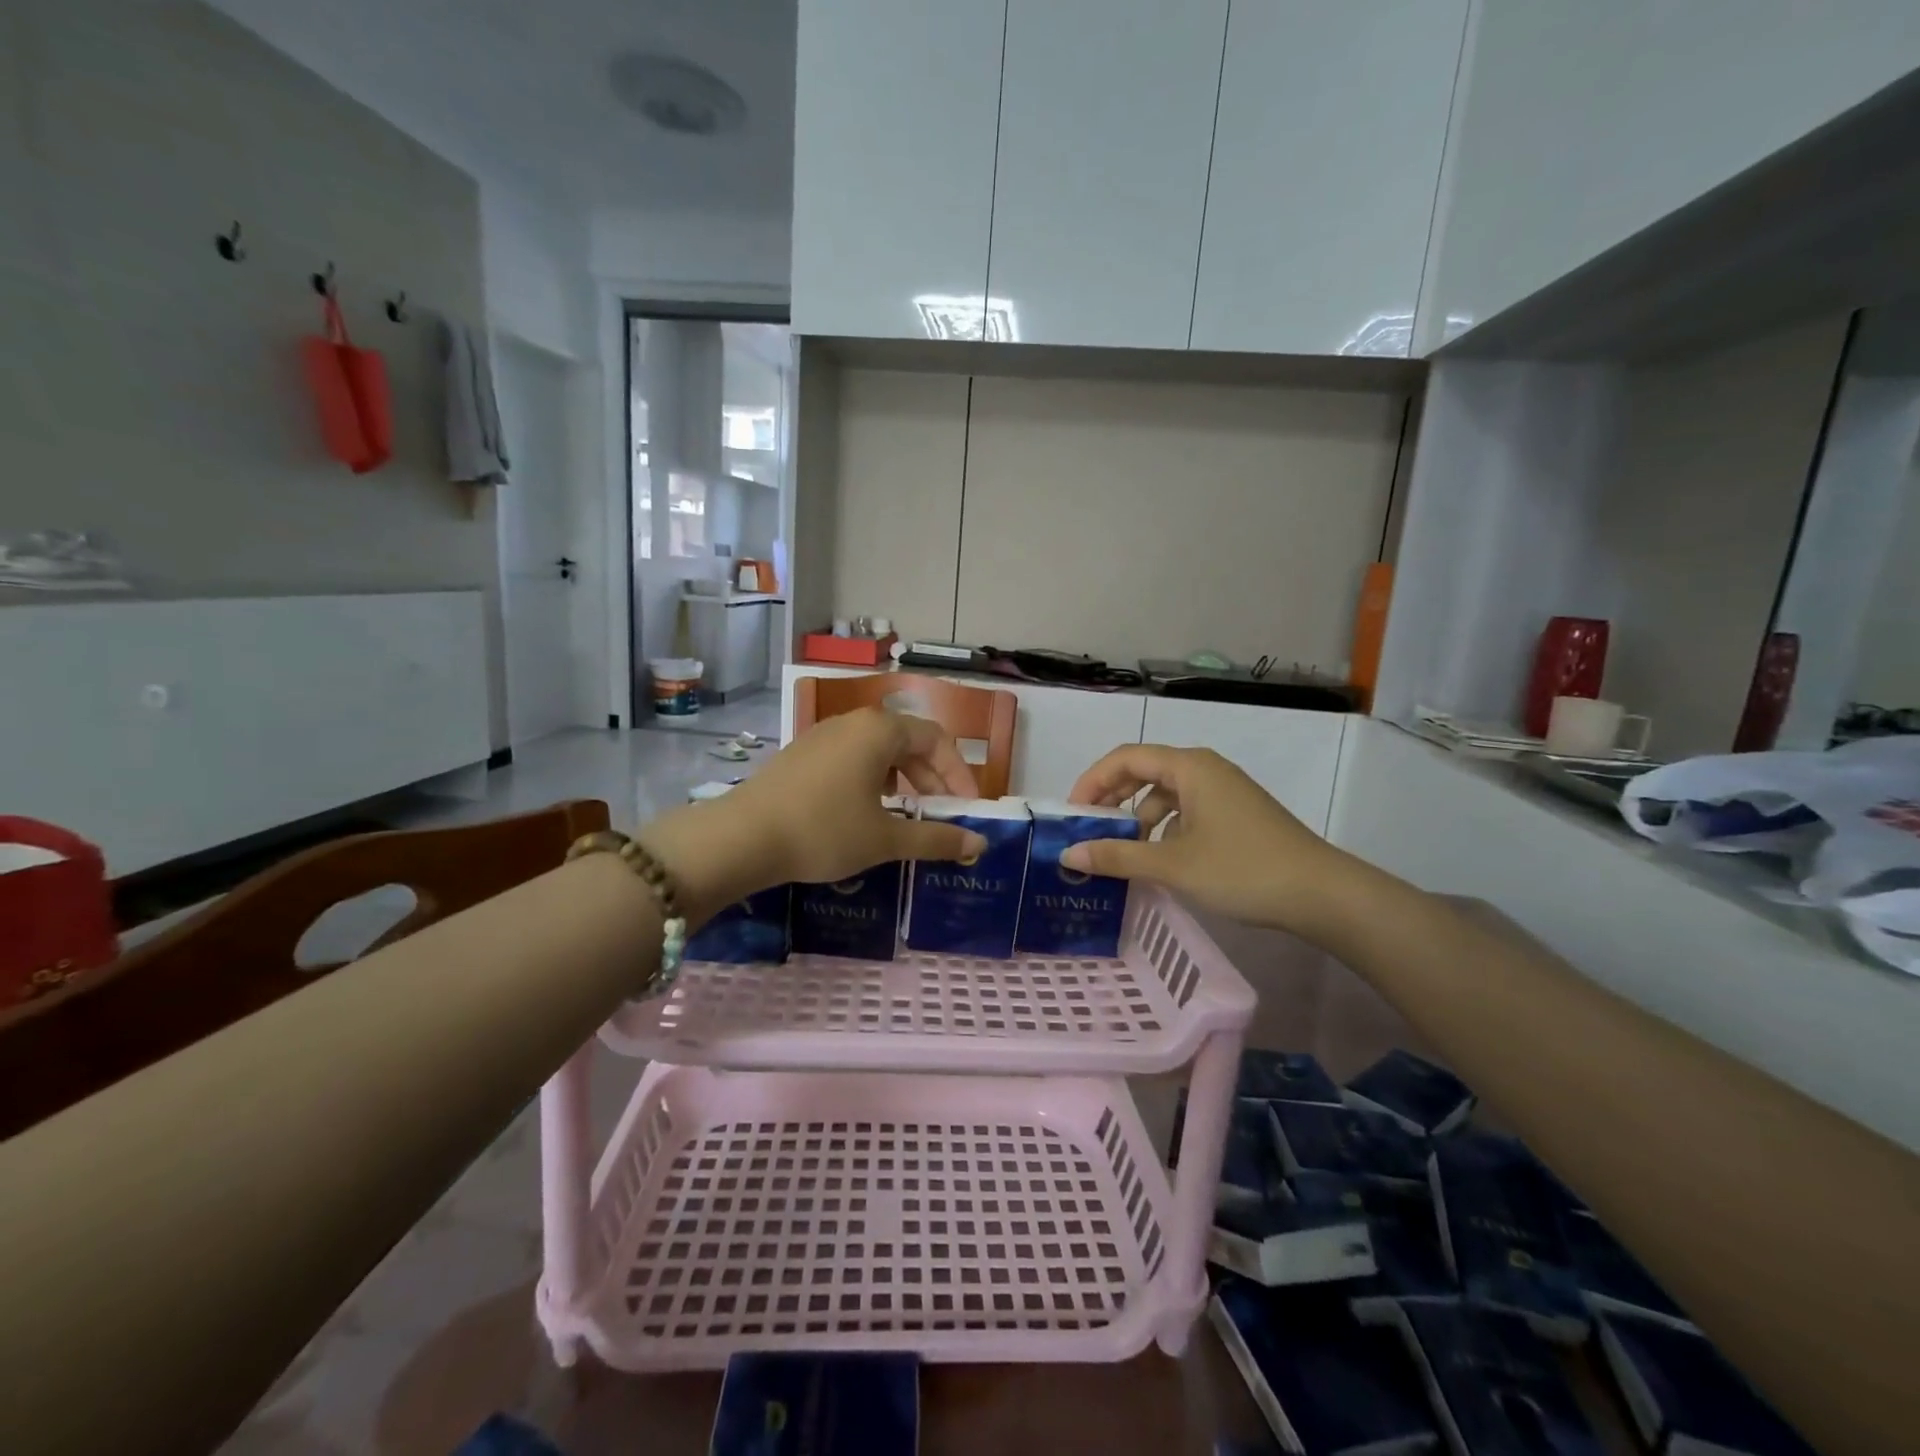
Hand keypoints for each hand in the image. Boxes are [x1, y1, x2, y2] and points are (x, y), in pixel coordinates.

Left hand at [644, 710, 986, 923]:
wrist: (741, 837)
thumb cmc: (824, 831)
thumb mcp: (885, 839)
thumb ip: (937, 838)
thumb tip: (979, 844)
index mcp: (880, 730)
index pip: (937, 741)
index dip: (959, 776)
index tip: (967, 811)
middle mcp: (853, 722)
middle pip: (909, 743)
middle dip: (932, 781)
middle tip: (942, 818)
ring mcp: (823, 735)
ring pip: (879, 752)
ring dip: (903, 782)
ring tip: (907, 818)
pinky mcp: (802, 754)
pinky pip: (852, 759)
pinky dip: (873, 782)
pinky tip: (866, 814)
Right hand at [1063, 744, 1355, 936]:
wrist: (1322, 894)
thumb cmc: (1242, 870)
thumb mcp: (1173, 865)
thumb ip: (1118, 856)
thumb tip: (1069, 854)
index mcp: (1190, 767)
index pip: (1126, 757)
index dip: (1092, 781)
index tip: (1072, 813)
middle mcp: (1205, 770)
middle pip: (1144, 772)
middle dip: (1112, 799)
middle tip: (1089, 831)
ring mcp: (1224, 792)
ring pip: (1166, 794)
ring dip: (1138, 819)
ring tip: (1123, 854)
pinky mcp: (1236, 815)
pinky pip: (1186, 811)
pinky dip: (1164, 830)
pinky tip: (1160, 860)